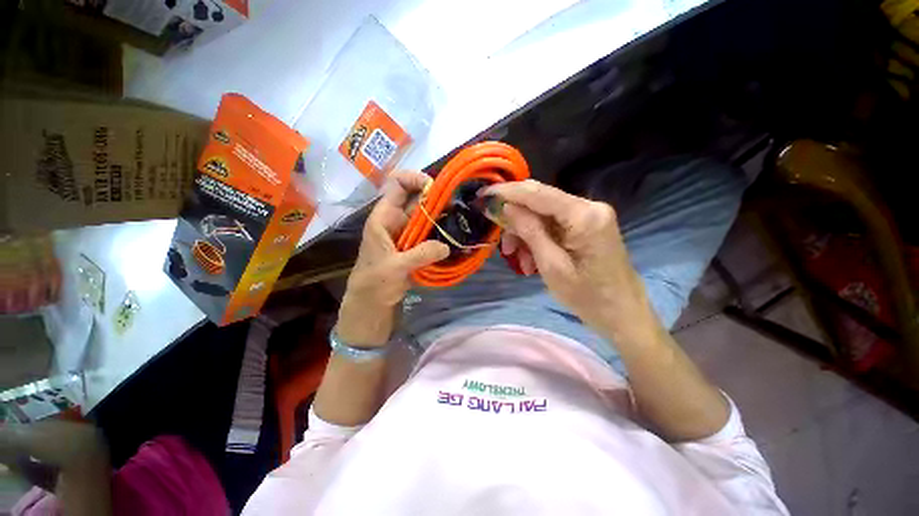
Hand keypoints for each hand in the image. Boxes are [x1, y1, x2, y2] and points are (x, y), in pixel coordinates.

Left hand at [338, 172, 450, 346]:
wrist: (372, 302)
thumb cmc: (374, 282)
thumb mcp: (395, 268)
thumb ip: (420, 255)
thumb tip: (446, 246)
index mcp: (384, 217)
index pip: (397, 184)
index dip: (414, 179)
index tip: (434, 188)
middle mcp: (397, 220)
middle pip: (417, 198)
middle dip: (436, 199)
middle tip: (455, 208)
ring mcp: (407, 233)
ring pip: (426, 215)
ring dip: (441, 217)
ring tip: (459, 222)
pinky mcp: (416, 245)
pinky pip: (431, 232)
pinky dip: (441, 232)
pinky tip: (454, 237)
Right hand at [482, 179, 662, 344]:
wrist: (623, 313)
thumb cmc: (588, 297)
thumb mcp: (551, 266)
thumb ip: (529, 231)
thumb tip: (505, 206)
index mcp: (584, 216)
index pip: (537, 193)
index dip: (507, 191)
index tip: (483, 195)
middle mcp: (589, 206)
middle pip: (539, 201)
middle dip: (515, 220)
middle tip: (503, 245)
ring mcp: (590, 214)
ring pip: (543, 214)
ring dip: (525, 234)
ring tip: (519, 260)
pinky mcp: (587, 224)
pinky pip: (553, 224)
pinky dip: (537, 238)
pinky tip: (532, 259)